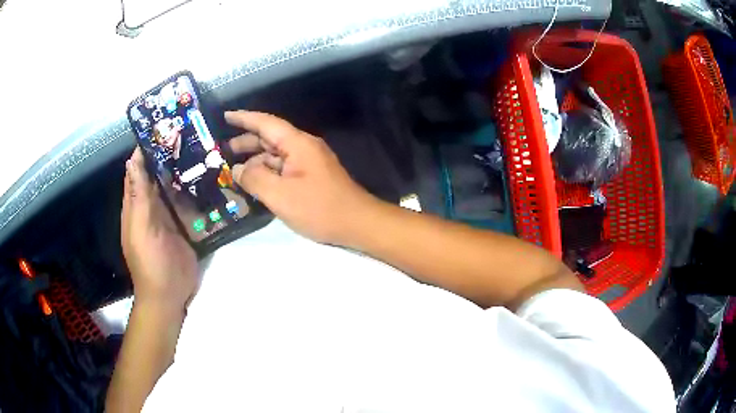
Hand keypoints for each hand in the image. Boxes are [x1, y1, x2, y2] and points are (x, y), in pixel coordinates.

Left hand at [121, 148, 198, 311]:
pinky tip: (210, 176)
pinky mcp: (186, 225)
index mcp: (137, 203)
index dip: (146, 148)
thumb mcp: (141, 226)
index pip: (138, 169)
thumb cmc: (150, 261)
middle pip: (159, 174)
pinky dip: (197, 189)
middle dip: (170, 154)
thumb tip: (133, 159)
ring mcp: (170, 215)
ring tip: (204, 146)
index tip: (163, 127)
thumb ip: (138, 194)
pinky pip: (190, 202)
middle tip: (190, 132)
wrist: (169, 294)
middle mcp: (152, 205)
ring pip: (175, 186)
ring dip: (185, 169)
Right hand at [225, 111, 376, 244]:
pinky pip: (283, 168)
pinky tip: (254, 182)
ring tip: (232, 169)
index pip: (266, 123)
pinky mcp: (311, 176)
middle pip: (269, 138)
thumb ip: (254, 179)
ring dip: (255, 159)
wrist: (357, 223)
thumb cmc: (319, 208)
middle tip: (222, 151)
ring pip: (275, 155)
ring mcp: (308, 162)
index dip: (244, 118)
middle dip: (245, 142)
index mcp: (297, 144)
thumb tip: (236, 169)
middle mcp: (303, 147)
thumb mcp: (280, 195)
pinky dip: (267, 172)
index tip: (225, 115)